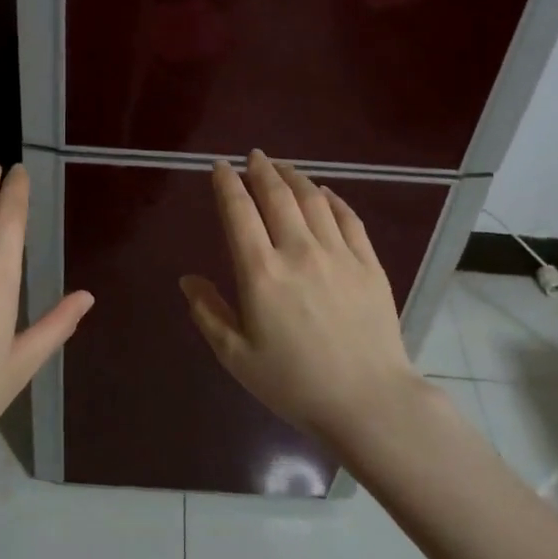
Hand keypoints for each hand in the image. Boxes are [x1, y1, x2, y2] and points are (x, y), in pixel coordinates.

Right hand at [180, 151, 418, 447]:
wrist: (368, 401)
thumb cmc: (293, 383)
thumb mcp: (236, 356)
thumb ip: (209, 312)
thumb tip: (188, 279)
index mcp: (261, 272)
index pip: (239, 212)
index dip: (227, 184)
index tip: (220, 167)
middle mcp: (298, 251)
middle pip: (277, 196)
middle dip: (261, 170)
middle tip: (253, 157)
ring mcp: (339, 254)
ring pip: (313, 199)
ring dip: (294, 177)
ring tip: (282, 167)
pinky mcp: (369, 264)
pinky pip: (348, 218)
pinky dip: (332, 199)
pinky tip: (324, 193)